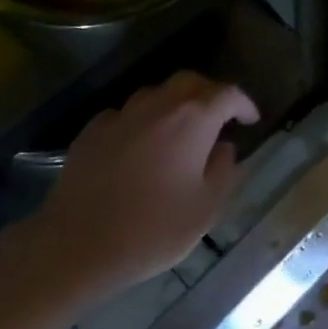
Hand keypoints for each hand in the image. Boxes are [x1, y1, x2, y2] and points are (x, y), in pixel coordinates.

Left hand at [21, 71, 257, 301]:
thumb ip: (223, 171)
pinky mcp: (91, 132)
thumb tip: (225, 148)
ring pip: (155, 94)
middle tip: (220, 117)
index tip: (250, 120)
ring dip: (175, 104)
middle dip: (210, 93)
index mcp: (192, 121)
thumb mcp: (206, 209)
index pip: (226, 94)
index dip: (243, 104)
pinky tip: (141, 145)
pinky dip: (142, 121)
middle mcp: (157, 106)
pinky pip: (125, 114)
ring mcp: (120, 116)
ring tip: (182, 130)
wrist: (76, 246)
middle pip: (189, 82)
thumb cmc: (152, 230)